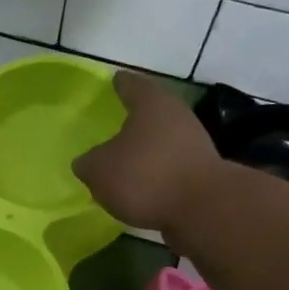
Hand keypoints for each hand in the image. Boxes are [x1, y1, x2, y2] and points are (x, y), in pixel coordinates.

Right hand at [73, 71, 222, 238]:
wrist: (202, 208)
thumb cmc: (145, 176)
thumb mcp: (100, 170)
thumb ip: (88, 163)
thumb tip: (86, 162)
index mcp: (151, 104)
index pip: (131, 85)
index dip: (120, 84)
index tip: (114, 81)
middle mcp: (176, 116)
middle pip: (152, 112)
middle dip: (134, 119)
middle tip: (115, 125)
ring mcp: (193, 144)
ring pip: (163, 140)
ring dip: (146, 149)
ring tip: (124, 163)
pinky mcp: (201, 173)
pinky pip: (171, 167)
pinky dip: (157, 173)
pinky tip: (142, 188)